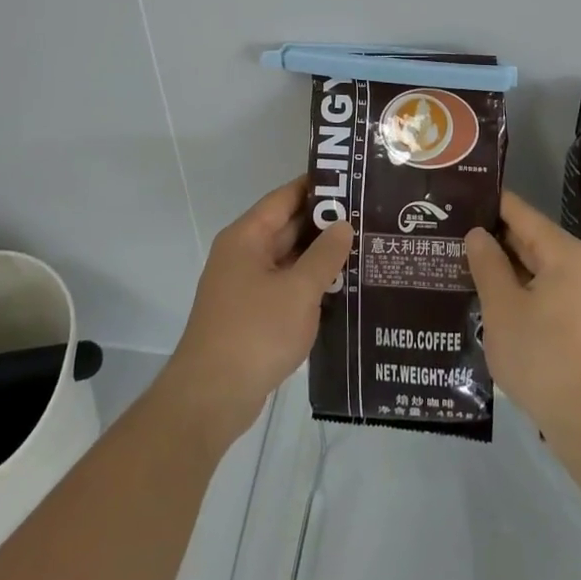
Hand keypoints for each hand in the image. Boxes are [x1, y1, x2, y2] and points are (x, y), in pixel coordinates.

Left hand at [158, 178, 353, 447]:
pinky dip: (310, 284)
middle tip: (370, 216)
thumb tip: (343, 225)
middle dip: (325, 223)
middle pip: (287, 227)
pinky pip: (286, 286)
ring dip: (320, 257)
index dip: (318, 187)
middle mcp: (243, 254)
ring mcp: (245, 286)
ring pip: (289, 259)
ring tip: (365, 248)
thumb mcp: (298, 291)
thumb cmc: (255, 333)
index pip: (285, 198)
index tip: (354, 181)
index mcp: (247, 237)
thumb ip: (325, 255)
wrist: (211, 398)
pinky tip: (343, 288)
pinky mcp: (252, 314)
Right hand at [466, 192, 580, 448]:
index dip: (490, 203)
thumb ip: (488, 266)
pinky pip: (552, 294)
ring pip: (542, 270)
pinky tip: (498, 302)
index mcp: (566, 254)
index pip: (521, 213)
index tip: (460, 197)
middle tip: (454, 234)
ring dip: (508, 269)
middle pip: (533, 240)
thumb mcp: (504, 310)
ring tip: (468, 266)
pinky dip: (525, 292)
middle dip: (495, 239)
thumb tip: (478, 234)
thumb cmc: (545, 360)